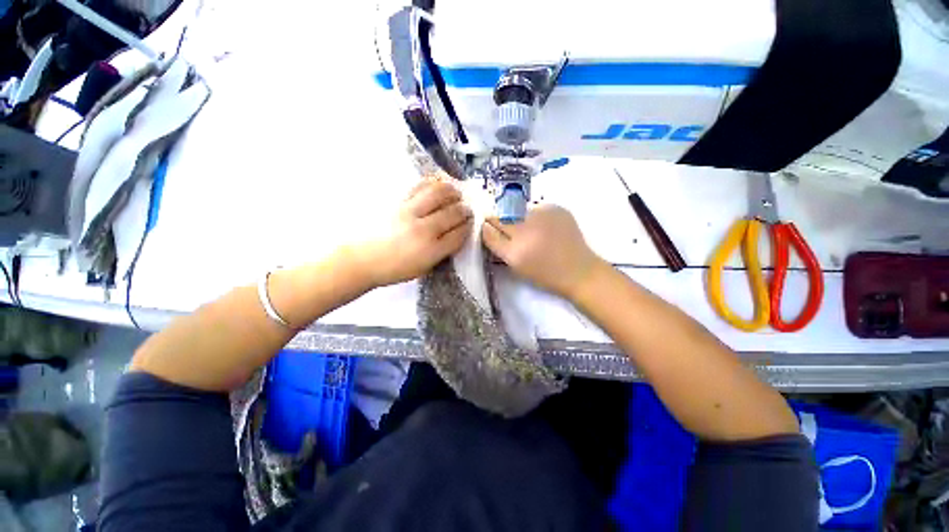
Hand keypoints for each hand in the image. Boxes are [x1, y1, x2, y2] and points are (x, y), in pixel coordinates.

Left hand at [353, 180, 471, 287]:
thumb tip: (455, 235)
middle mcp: (423, 229)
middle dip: (465, 210)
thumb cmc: (394, 269)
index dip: (468, 227)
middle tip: (467, 209)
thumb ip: (442, 252)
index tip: (471, 224)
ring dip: (453, 191)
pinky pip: (419, 187)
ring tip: (457, 193)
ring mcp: (410, 212)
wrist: (362, 259)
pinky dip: (433, 183)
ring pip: (439, 194)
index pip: (459, 234)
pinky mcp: (398, 202)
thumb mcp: (423, 268)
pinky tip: (439, 184)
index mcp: (431, 251)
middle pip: (453, 213)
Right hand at [482, 205, 600, 299]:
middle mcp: (526, 229)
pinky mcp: (556, 208)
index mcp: (514, 250)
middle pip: (502, 216)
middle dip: (500, 220)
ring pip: (518, 210)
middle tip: (507, 228)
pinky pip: (535, 208)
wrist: (578, 269)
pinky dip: (535, 216)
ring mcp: (542, 215)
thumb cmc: (544, 274)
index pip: (490, 229)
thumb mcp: (516, 266)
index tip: (488, 227)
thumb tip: (486, 226)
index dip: (487, 226)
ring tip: (530, 230)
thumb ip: (498, 245)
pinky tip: (544, 227)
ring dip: (518, 218)